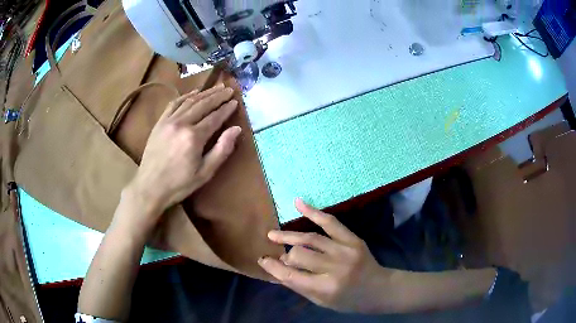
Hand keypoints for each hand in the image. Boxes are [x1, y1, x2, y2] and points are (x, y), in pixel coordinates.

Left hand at [123, 84, 240, 232]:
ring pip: (189, 101)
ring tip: (216, 87)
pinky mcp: (159, 122)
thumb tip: (236, 129)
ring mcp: (168, 121)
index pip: (214, 117)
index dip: (226, 109)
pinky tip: (194, 93)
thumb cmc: (179, 184)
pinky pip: (174, 104)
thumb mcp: (205, 173)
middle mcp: (181, 124)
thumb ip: (222, 150)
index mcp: (194, 138)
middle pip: (203, 105)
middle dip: (218, 96)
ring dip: (204, 93)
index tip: (235, 101)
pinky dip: (185, 96)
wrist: (150, 187)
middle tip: (229, 89)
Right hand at [258, 199, 398, 312]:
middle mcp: (334, 268)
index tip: (262, 259)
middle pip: (299, 254)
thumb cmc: (349, 301)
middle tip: (281, 255)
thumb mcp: (322, 302)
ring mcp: (345, 251)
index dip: (273, 267)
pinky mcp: (353, 239)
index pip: (291, 275)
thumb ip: (299, 285)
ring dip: (289, 235)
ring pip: (310, 238)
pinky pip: (330, 222)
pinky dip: (313, 212)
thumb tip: (279, 267)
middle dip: (286, 255)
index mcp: (325, 288)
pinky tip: (298, 203)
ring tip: (273, 234)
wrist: (380, 289)